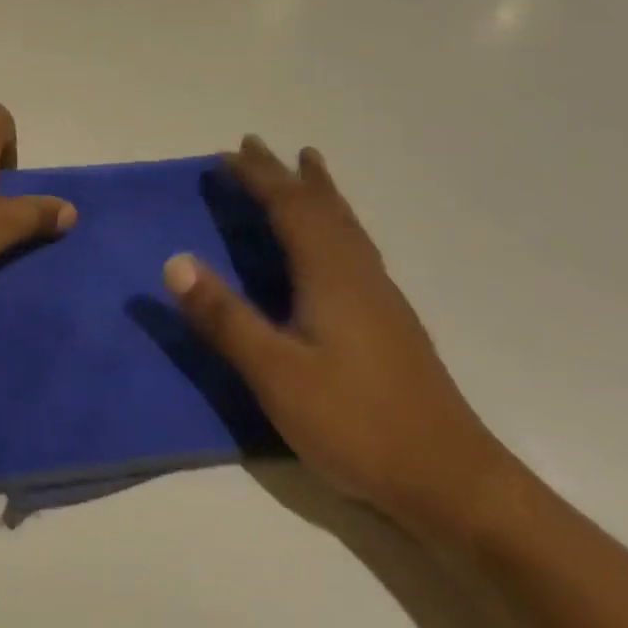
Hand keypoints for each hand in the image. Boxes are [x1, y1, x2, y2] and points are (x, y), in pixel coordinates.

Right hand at [164, 137, 512, 542]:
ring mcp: (381, 298)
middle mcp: (358, 274)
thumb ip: (224, 317)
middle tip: (258, 145)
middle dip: (286, 174)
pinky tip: (336, 242)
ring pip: (345, 225)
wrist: (453, 483)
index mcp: (330, 275)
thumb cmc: (357, 423)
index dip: (258, 178)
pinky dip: (336, 221)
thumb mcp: (275, 373)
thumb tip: (174, 261)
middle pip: (320, 207)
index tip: (227, 153)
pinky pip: (355, 245)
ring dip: (318, 191)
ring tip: (308, 166)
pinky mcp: (391, 322)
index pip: (289, 209)